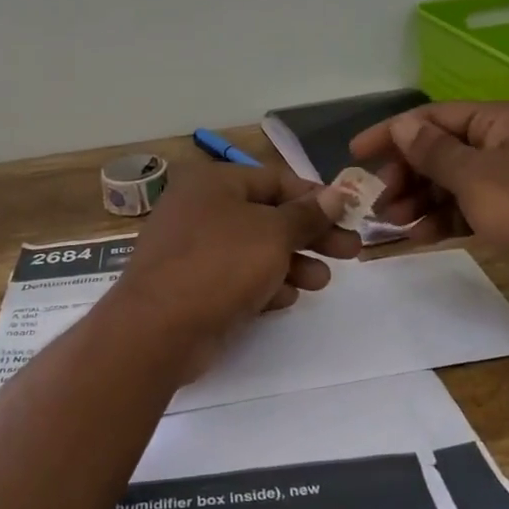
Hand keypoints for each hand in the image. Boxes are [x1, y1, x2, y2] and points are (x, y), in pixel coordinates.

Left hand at [109, 163, 359, 376]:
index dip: (315, 197)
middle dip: (311, 235)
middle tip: (350, 252)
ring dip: (293, 264)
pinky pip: (237, 278)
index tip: (349, 215)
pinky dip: (264, 284)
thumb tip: (335, 195)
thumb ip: (306, 215)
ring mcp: (193, 250)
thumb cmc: (219, 265)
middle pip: (268, 216)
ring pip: (255, 250)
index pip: (275, 179)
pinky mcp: (193, 286)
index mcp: (214, 183)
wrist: (158, 329)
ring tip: (322, 282)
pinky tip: (286, 299)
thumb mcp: (272, 234)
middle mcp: (200, 209)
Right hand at [348, 100, 508, 286]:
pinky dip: (444, 218)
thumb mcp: (477, 177)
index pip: (434, 117)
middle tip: (379, 202)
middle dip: (406, 175)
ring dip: (420, 199)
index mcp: (501, 121)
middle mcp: (507, 143)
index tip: (355, 154)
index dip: (392, 134)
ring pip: (453, 181)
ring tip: (392, 223)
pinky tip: (420, 235)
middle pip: (441, 150)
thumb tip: (403, 125)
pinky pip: (469, 206)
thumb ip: (434, 152)